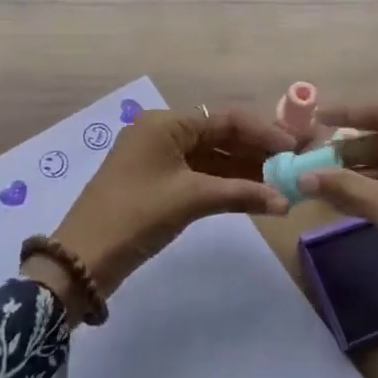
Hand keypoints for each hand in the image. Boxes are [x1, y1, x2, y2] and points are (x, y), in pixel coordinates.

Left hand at [27, 107, 295, 319]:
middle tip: (293, 166)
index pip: (224, 119)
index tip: (294, 148)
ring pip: (210, 157)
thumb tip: (285, 202)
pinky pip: (198, 175)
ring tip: (282, 183)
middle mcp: (162, 133)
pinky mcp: (157, 184)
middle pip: (218, 136)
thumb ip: (241, 194)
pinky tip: (253, 195)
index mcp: (165, 123)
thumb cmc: (137, 215)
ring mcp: (158, 159)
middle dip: (256, 152)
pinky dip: (224, 185)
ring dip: (243, 170)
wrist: (83, 259)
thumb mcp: (191, 200)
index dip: (262, 132)